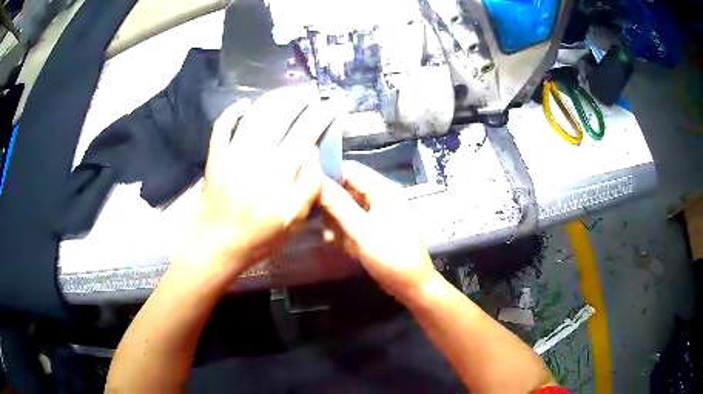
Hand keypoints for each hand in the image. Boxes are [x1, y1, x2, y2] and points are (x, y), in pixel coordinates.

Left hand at [175, 87, 337, 277]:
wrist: (219, 246)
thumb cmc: (260, 237)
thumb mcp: (294, 219)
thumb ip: (309, 186)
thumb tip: (313, 155)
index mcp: (280, 171)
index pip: (306, 132)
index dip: (322, 115)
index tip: (332, 105)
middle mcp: (257, 155)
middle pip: (280, 116)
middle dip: (298, 100)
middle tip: (309, 94)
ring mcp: (232, 153)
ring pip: (254, 116)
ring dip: (272, 100)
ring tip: (285, 94)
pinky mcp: (216, 158)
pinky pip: (221, 128)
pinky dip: (231, 113)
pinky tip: (242, 105)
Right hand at [319, 161, 437, 300]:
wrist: (411, 286)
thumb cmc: (391, 257)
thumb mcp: (362, 230)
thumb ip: (338, 205)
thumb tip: (316, 180)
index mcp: (383, 189)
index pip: (350, 169)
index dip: (328, 175)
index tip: (306, 189)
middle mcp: (379, 196)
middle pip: (346, 188)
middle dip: (330, 205)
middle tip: (318, 220)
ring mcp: (376, 213)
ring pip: (345, 207)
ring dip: (335, 222)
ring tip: (333, 238)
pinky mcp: (372, 228)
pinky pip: (350, 222)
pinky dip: (342, 231)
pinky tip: (340, 244)